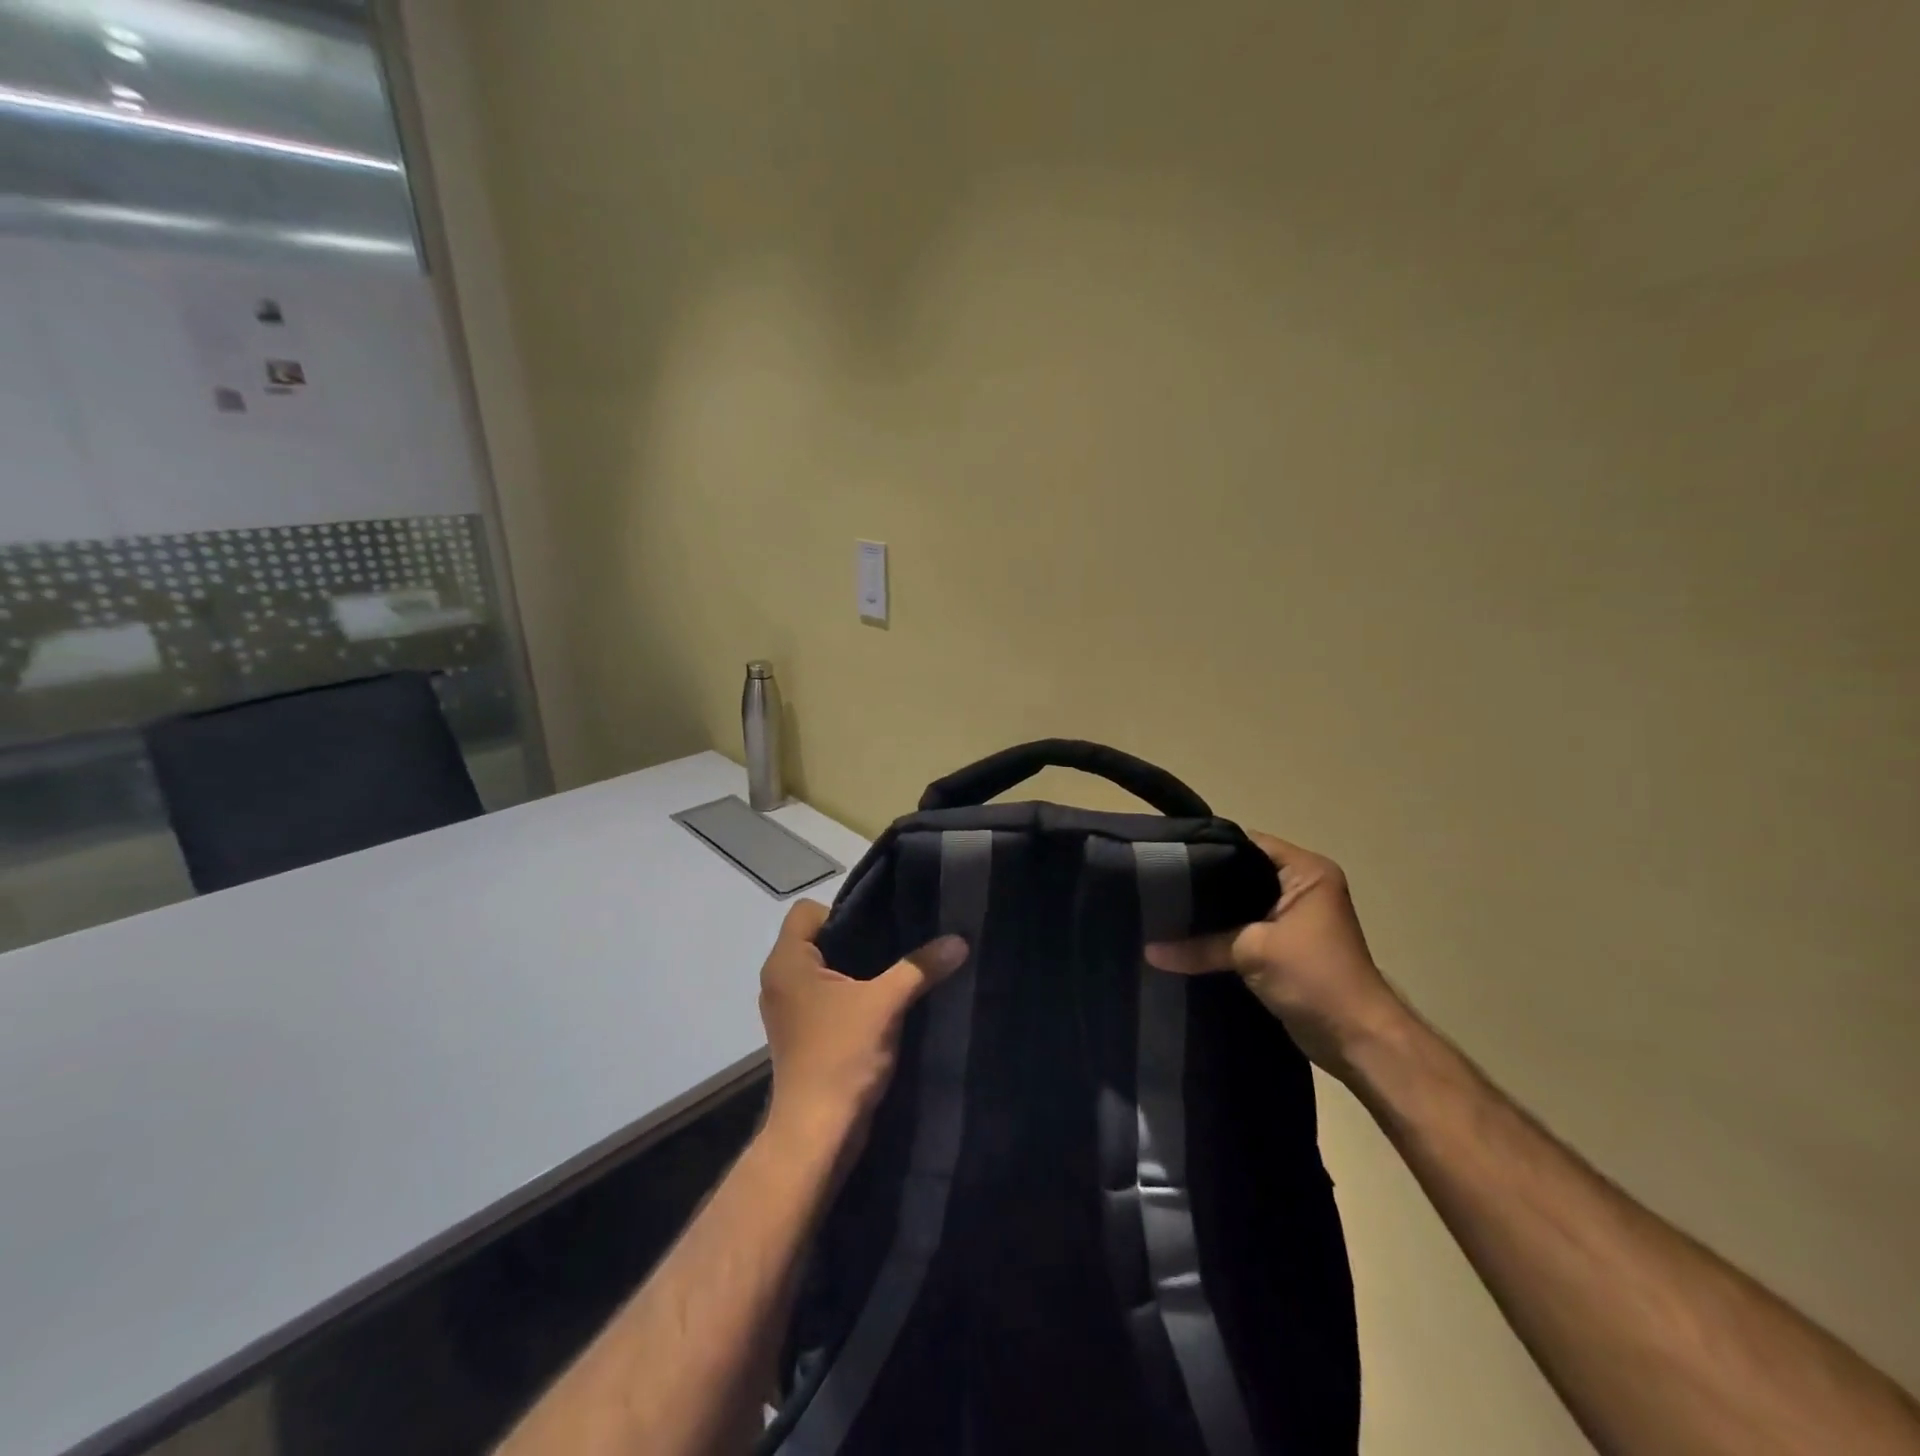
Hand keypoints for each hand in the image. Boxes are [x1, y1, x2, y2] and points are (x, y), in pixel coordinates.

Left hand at [758, 900, 968, 1154]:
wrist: (817, 1134)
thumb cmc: (841, 1056)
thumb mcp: (886, 1005)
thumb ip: (920, 967)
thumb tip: (959, 940)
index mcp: (786, 962)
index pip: (806, 911)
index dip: (843, 911)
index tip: (879, 928)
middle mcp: (779, 980)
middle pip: (818, 938)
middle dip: (858, 939)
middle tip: (898, 944)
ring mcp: (788, 1009)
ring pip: (824, 969)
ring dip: (857, 970)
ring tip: (896, 972)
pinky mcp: (801, 1034)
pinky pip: (825, 996)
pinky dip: (850, 995)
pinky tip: (884, 1004)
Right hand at [1146, 832, 1405, 1078]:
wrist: (1358, 1041)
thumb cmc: (1315, 977)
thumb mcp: (1252, 952)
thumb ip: (1200, 946)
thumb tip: (1149, 951)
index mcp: (1307, 871)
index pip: (1247, 844)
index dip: (1208, 848)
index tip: (1167, 856)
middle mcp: (1303, 887)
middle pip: (1241, 874)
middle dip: (1204, 883)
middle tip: (1159, 885)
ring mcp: (1295, 918)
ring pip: (1241, 905)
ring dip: (1212, 914)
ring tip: (1165, 910)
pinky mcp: (1286, 947)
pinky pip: (1244, 930)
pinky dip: (1221, 935)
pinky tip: (1186, 937)